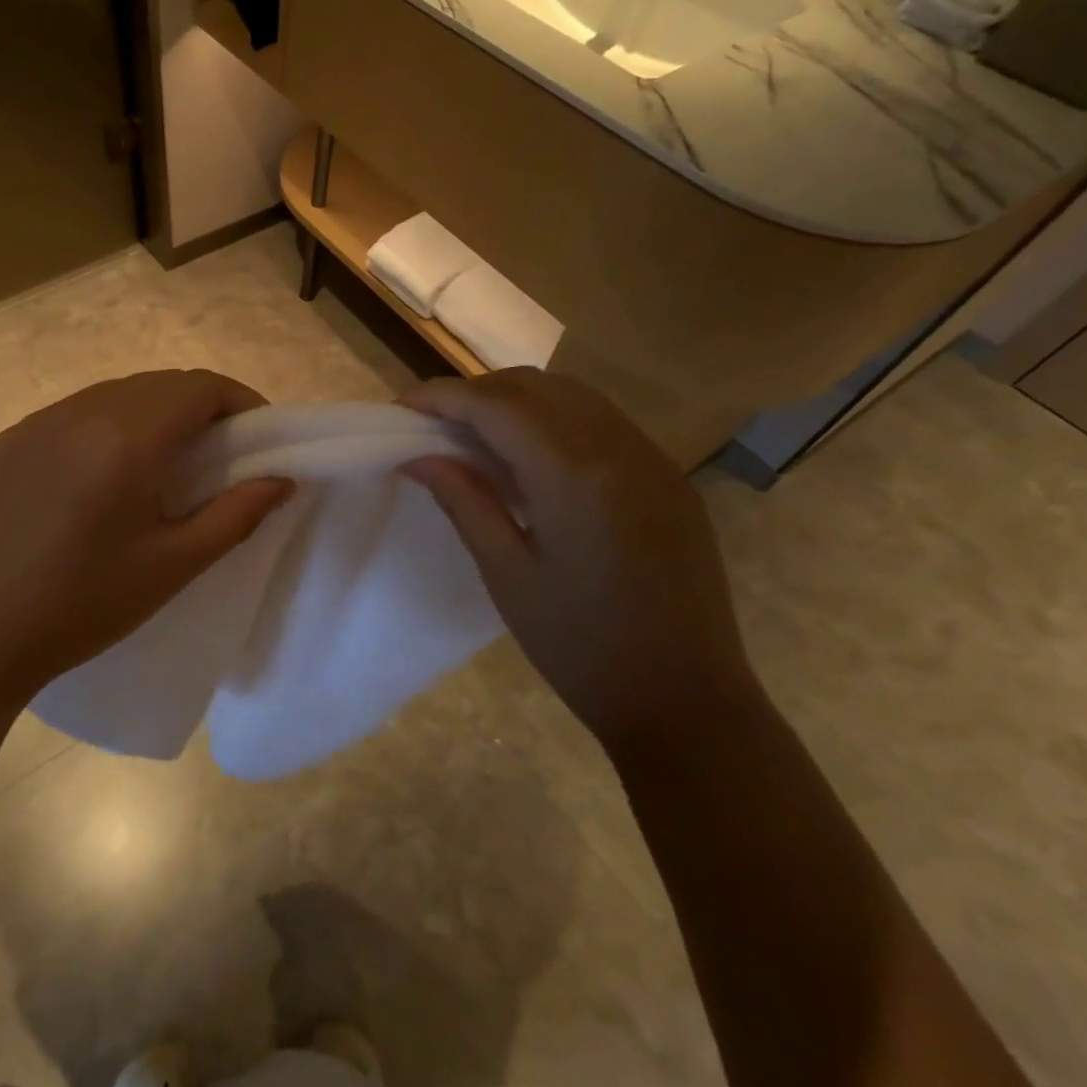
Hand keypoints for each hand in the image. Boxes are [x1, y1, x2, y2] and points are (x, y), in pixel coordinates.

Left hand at [0, 370, 292, 713]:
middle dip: (202, 407)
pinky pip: (75, 414)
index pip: (200, 387)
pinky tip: (104, 477)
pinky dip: (109, 427)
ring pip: (116, 394)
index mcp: (126, 438)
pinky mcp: (8, 442)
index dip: (241, 402)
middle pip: (160, 384)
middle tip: (220, 456)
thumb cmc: (80, 607)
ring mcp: (37, 423)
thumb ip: (236, 515)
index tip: (259, 439)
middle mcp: (81, 412)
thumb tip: (282, 479)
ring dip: (155, 414)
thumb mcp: (172, 566)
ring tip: (165, 466)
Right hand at [403, 369, 754, 748]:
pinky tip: (530, 456)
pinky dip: (553, 419)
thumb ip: (464, 501)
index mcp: (574, 475)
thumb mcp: (507, 573)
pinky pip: (600, 422)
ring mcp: (651, 458)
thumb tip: (418, 457)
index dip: (443, 397)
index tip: (402, 406)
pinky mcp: (667, 476)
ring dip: (515, 400)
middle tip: (433, 422)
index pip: (496, 407)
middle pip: (534, 388)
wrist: (685, 699)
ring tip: (474, 434)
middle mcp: (618, 447)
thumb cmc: (580, 644)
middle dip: (476, 392)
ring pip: (571, 396)